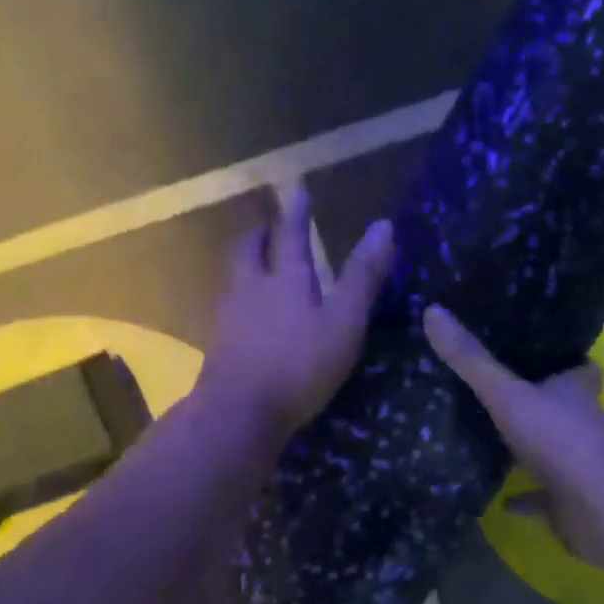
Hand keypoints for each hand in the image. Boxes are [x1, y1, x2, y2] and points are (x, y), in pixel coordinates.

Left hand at [201, 196, 394, 439]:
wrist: (238, 413)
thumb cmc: (299, 364)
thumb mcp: (344, 321)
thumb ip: (363, 277)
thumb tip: (384, 227)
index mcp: (285, 279)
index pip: (291, 235)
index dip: (296, 212)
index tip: (296, 190)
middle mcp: (251, 289)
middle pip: (248, 251)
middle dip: (258, 234)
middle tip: (264, 226)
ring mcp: (230, 318)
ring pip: (234, 278)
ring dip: (245, 264)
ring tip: (254, 264)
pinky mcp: (219, 346)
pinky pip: (228, 309)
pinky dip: (239, 299)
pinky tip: (245, 314)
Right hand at [424, 304, 603, 560]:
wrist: (600, 507)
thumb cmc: (559, 438)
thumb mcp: (507, 394)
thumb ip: (471, 360)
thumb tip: (432, 311)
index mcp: (573, 392)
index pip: (577, 369)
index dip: (565, 362)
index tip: (542, 353)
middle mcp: (581, 425)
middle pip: (563, 408)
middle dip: (541, 402)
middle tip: (504, 392)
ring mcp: (577, 466)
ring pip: (552, 451)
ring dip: (530, 449)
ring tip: (493, 439)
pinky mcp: (568, 502)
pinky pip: (542, 498)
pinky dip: (524, 499)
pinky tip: (500, 500)